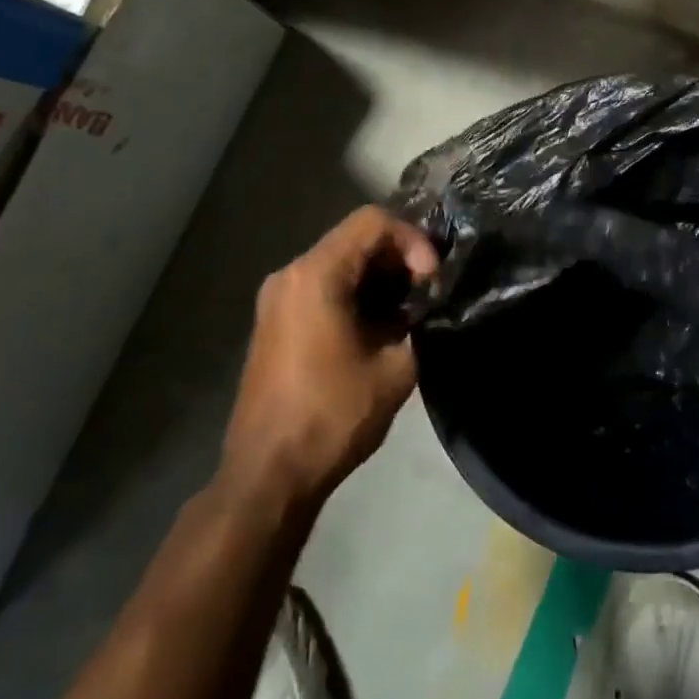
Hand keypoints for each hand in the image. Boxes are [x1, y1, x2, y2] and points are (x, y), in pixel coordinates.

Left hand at [221, 207, 439, 514]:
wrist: (268, 476)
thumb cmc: (332, 416)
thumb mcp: (396, 368)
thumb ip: (417, 324)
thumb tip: (421, 309)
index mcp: (315, 275)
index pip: (373, 222)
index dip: (413, 240)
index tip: (430, 279)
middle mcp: (290, 275)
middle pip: (356, 238)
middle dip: (399, 258)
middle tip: (427, 292)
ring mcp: (278, 299)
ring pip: (341, 262)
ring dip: (380, 277)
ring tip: (409, 312)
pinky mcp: (276, 323)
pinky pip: (324, 286)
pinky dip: (357, 293)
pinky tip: (379, 328)